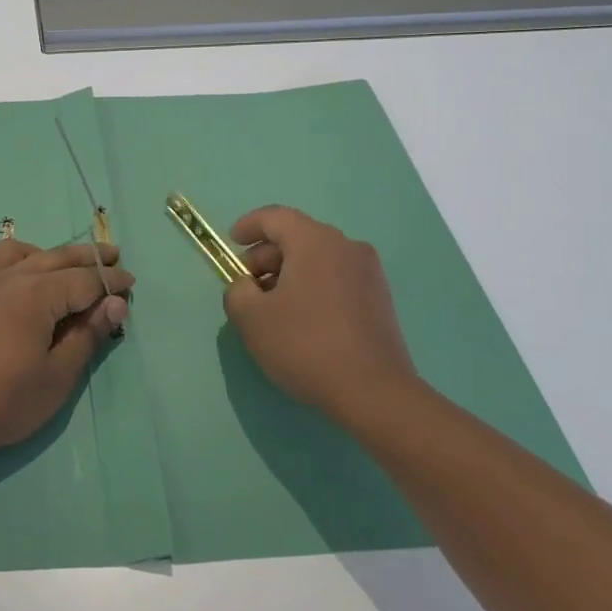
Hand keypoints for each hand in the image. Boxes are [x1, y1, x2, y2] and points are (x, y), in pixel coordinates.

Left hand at [0, 238, 132, 459]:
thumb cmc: (2, 402)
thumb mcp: (56, 377)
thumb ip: (86, 336)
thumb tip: (114, 303)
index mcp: (36, 295)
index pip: (84, 279)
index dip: (110, 281)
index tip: (129, 283)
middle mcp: (7, 276)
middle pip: (55, 257)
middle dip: (87, 257)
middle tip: (111, 256)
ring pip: (17, 252)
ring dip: (44, 254)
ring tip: (58, 265)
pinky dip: (1, 264)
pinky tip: (4, 279)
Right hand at [222, 205, 418, 426]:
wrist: (374, 393)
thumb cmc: (305, 345)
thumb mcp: (251, 317)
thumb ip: (236, 290)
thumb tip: (246, 286)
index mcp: (314, 241)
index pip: (274, 217)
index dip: (248, 226)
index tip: (231, 243)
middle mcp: (346, 246)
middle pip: (296, 237)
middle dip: (266, 256)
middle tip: (246, 285)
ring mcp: (368, 272)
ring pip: (317, 258)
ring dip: (289, 273)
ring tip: (271, 307)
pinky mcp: (380, 298)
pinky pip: (336, 278)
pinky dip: (312, 286)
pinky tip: (301, 319)